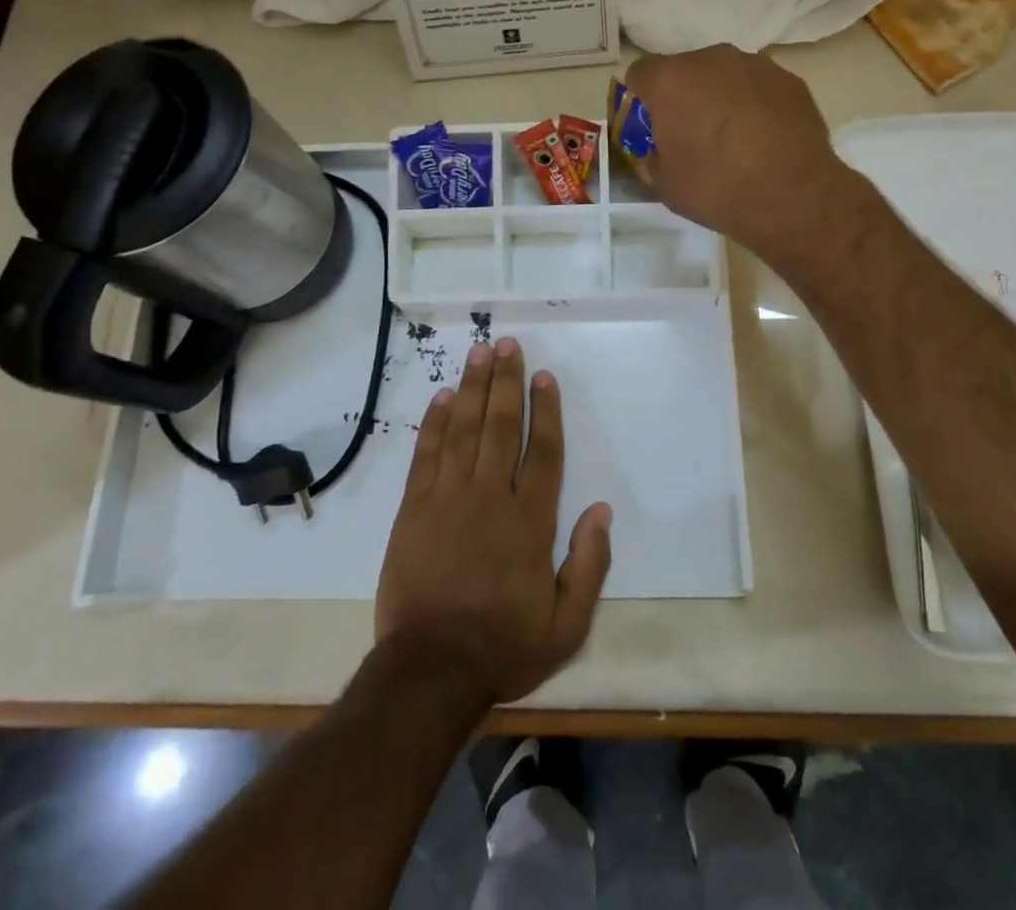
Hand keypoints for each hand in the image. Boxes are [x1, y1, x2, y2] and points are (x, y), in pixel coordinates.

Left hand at [375, 338, 612, 705]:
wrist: (430, 671)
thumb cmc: (504, 646)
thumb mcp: (567, 623)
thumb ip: (589, 565)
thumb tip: (601, 510)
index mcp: (530, 522)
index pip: (542, 451)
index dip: (545, 410)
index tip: (543, 377)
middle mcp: (490, 498)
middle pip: (500, 427)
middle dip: (505, 382)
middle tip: (506, 344)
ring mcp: (448, 499)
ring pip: (463, 430)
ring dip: (472, 389)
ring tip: (478, 353)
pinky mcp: (414, 510)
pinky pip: (426, 456)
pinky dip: (435, 423)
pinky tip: (442, 397)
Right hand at [625, 44, 853, 262]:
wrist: (792, 196)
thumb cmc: (716, 188)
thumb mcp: (665, 183)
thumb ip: (654, 156)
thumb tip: (662, 150)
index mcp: (670, 80)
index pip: (640, 73)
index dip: (640, 98)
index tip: (649, 124)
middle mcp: (710, 60)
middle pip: (685, 70)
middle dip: (683, 95)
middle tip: (691, 132)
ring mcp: (755, 65)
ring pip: (725, 74)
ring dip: (721, 96)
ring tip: (733, 135)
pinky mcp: (789, 79)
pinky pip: (759, 87)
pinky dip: (755, 103)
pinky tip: (764, 137)